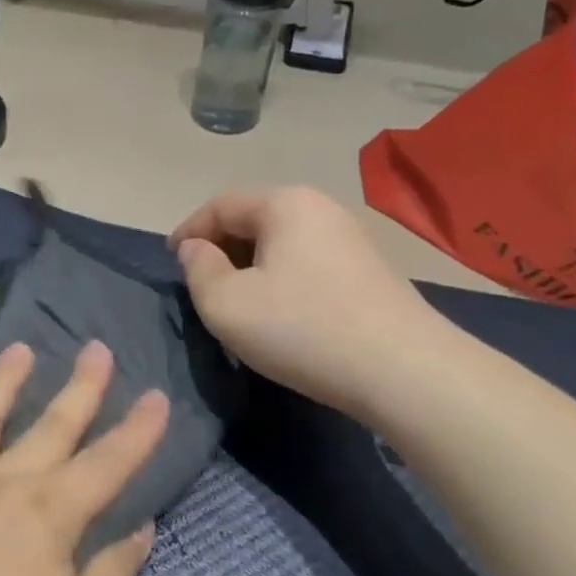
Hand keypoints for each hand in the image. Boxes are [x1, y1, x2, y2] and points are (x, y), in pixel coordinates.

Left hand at [0, 340, 165, 575]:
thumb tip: (141, 530)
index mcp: (50, 516)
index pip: (108, 463)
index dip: (138, 430)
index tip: (157, 395)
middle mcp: (3, 483)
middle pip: (52, 425)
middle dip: (81, 386)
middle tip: (98, 348)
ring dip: (5, 380)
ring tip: (21, 348)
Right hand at [170, 186, 445, 416]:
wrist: (405, 372)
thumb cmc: (302, 329)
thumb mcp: (226, 304)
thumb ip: (198, 269)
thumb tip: (197, 249)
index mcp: (284, 204)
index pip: (220, 205)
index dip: (189, 231)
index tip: (170, 261)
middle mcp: (320, 208)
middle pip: (253, 218)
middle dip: (220, 247)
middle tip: (200, 283)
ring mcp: (351, 238)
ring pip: (282, 242)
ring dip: (250, 265)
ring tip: (236, 300)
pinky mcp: (369, 270)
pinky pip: (307, 261)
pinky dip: (281, 277)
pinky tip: (279, 312)